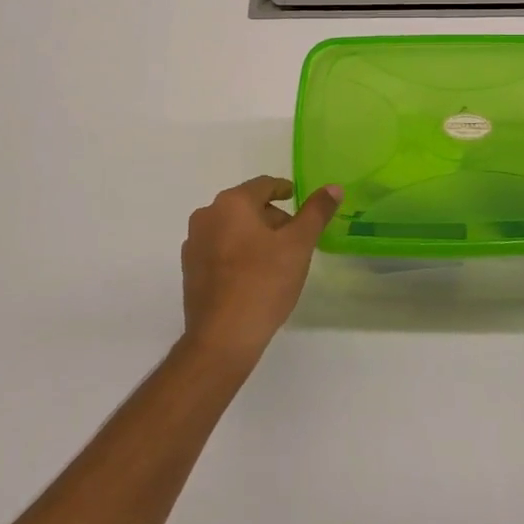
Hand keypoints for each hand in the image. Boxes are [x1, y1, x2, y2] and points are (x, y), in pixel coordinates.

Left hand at [180, 176, 341, 363]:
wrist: (222, 338)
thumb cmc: (263, 283)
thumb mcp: (298, 245)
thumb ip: (316, 213)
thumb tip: (333, 188)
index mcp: (232, 203)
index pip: (263, 185)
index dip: (283, 190)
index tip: (297, 198)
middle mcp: (207, 216)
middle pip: (246, 206)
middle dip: (272, 217)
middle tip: (295, 237)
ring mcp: (194, 244)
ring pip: (232, 228)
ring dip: (254, 236)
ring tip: (277, 259)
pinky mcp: (190, 270)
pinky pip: (219, 250)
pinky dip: (238, 253)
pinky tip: (254, 276)